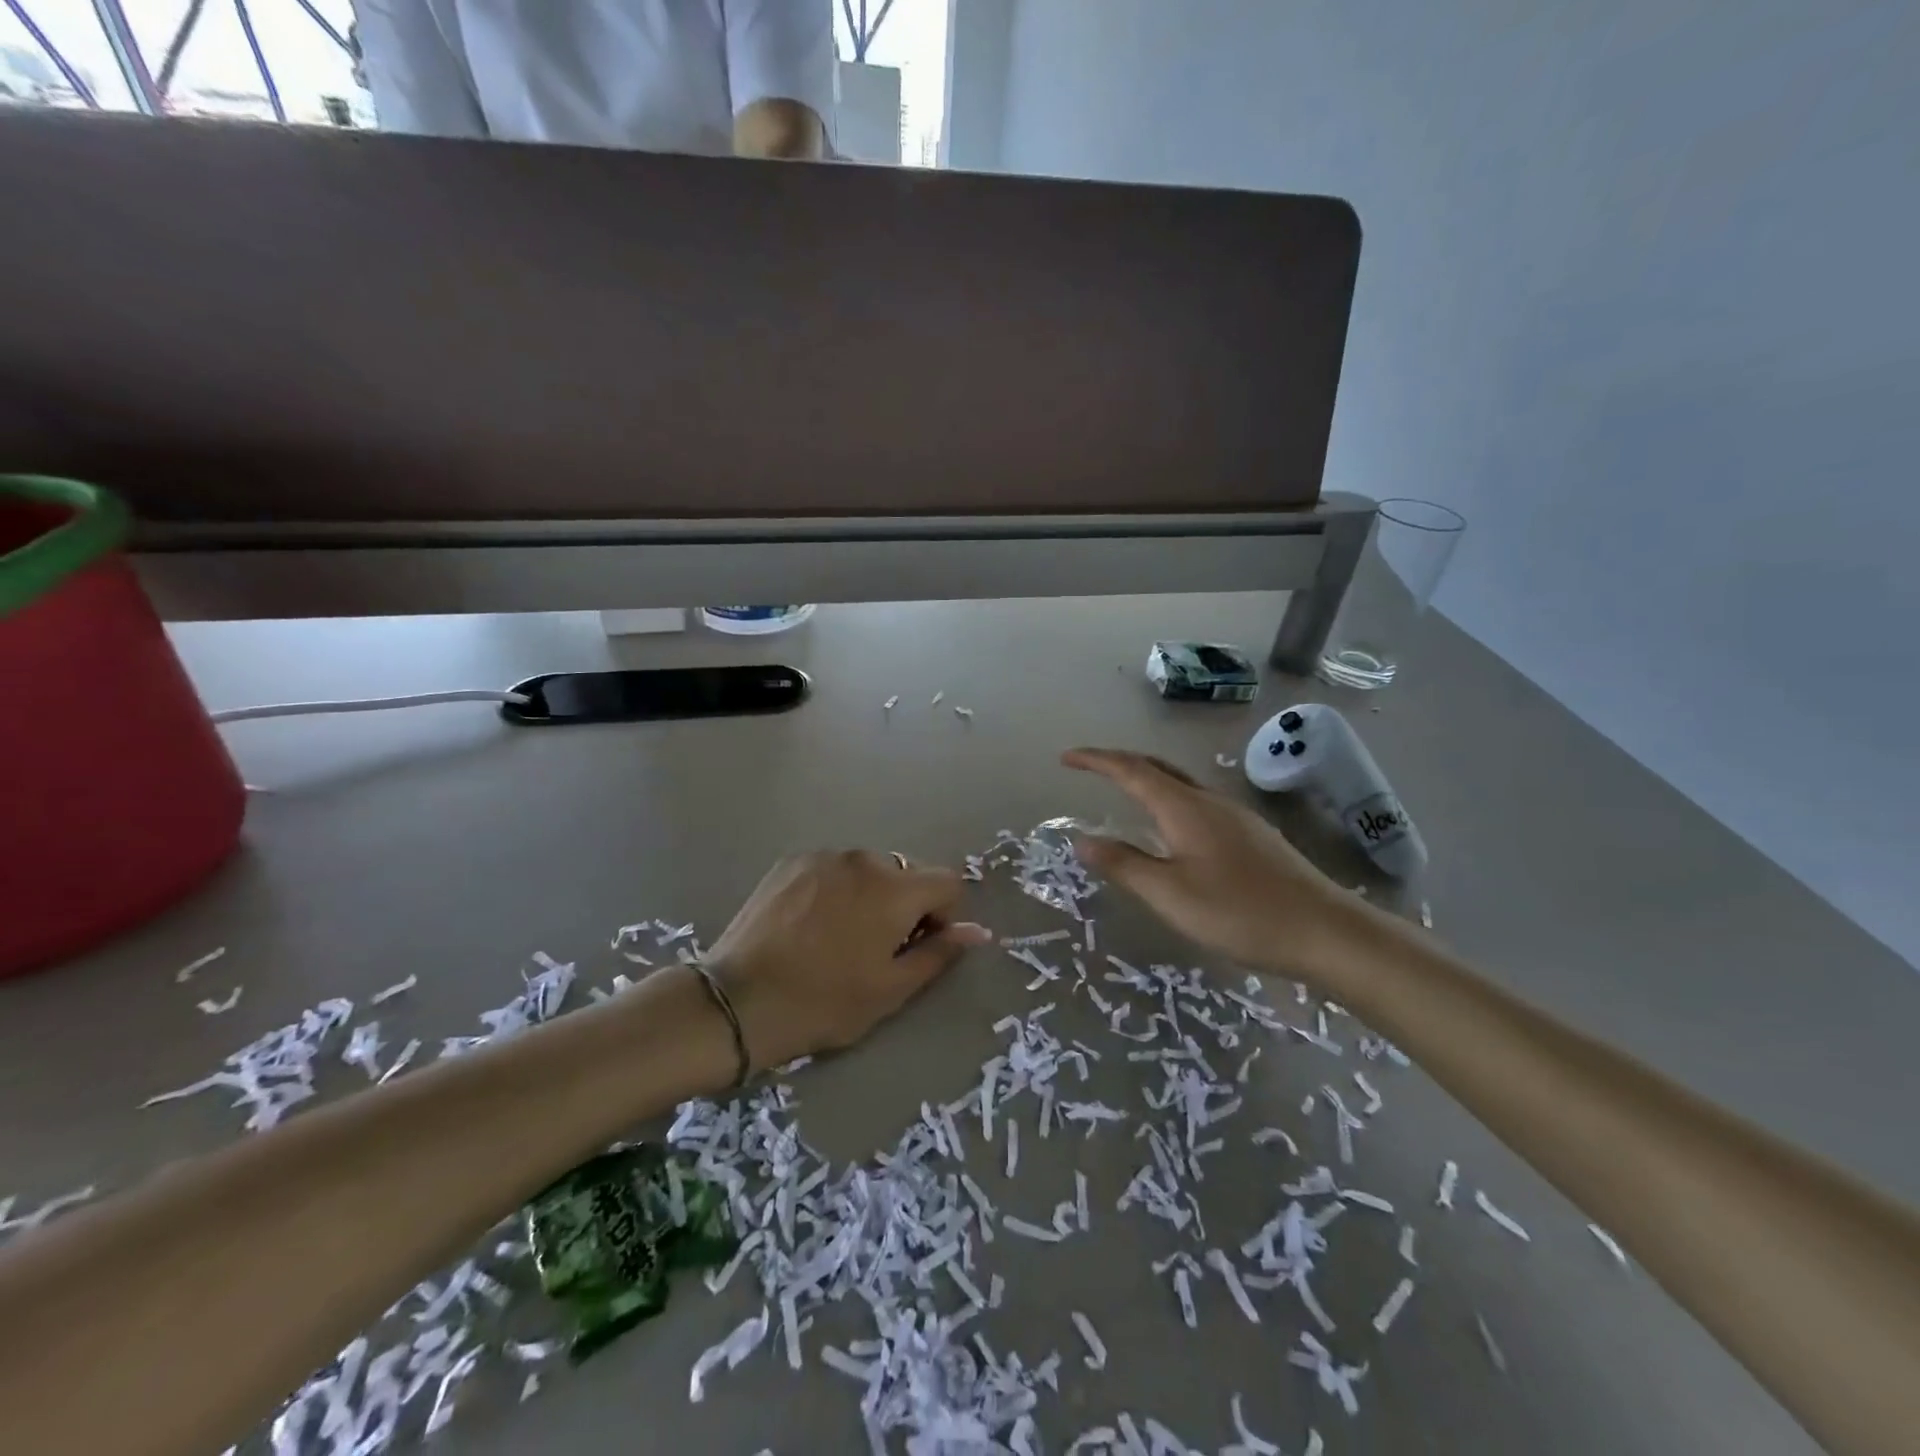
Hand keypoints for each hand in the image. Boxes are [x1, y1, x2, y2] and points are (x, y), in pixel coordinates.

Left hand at [703, 851, 991, 1071]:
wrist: (740, 1001)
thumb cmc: (825, 1001)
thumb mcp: (891, 989)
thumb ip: (939, 953)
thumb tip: (977, 931)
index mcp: (894, 889)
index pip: (947, 882)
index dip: (945, 915)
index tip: (919, 946)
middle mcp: (863, 859)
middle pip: (907, 873)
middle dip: (906, 904)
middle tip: (878, 947)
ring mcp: (823, 856)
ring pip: (868, 869)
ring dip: (871, 894)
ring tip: (840, 935)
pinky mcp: (791, 862)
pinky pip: (833, 868)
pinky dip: (837, 888)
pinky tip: (811, 923)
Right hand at [1063, 747, 1370, 982]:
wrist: (1325, 931)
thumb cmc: (1239, 912)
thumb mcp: (1169, 894)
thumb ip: (1123, 865)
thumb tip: (1082, 839)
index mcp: (1185, 808)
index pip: (1131, 771)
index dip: (1096, 760)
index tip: (1066, 758)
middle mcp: (1210, 801)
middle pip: (1158, 768)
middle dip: (1120, 763)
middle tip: (1090, 768)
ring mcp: (1236, 816)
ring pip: (1181, 785)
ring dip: (1147, 781)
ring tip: (1123, 795)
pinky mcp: (1252, 836)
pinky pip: (1198, 804)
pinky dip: (1169, 801)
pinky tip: (1172, 830)